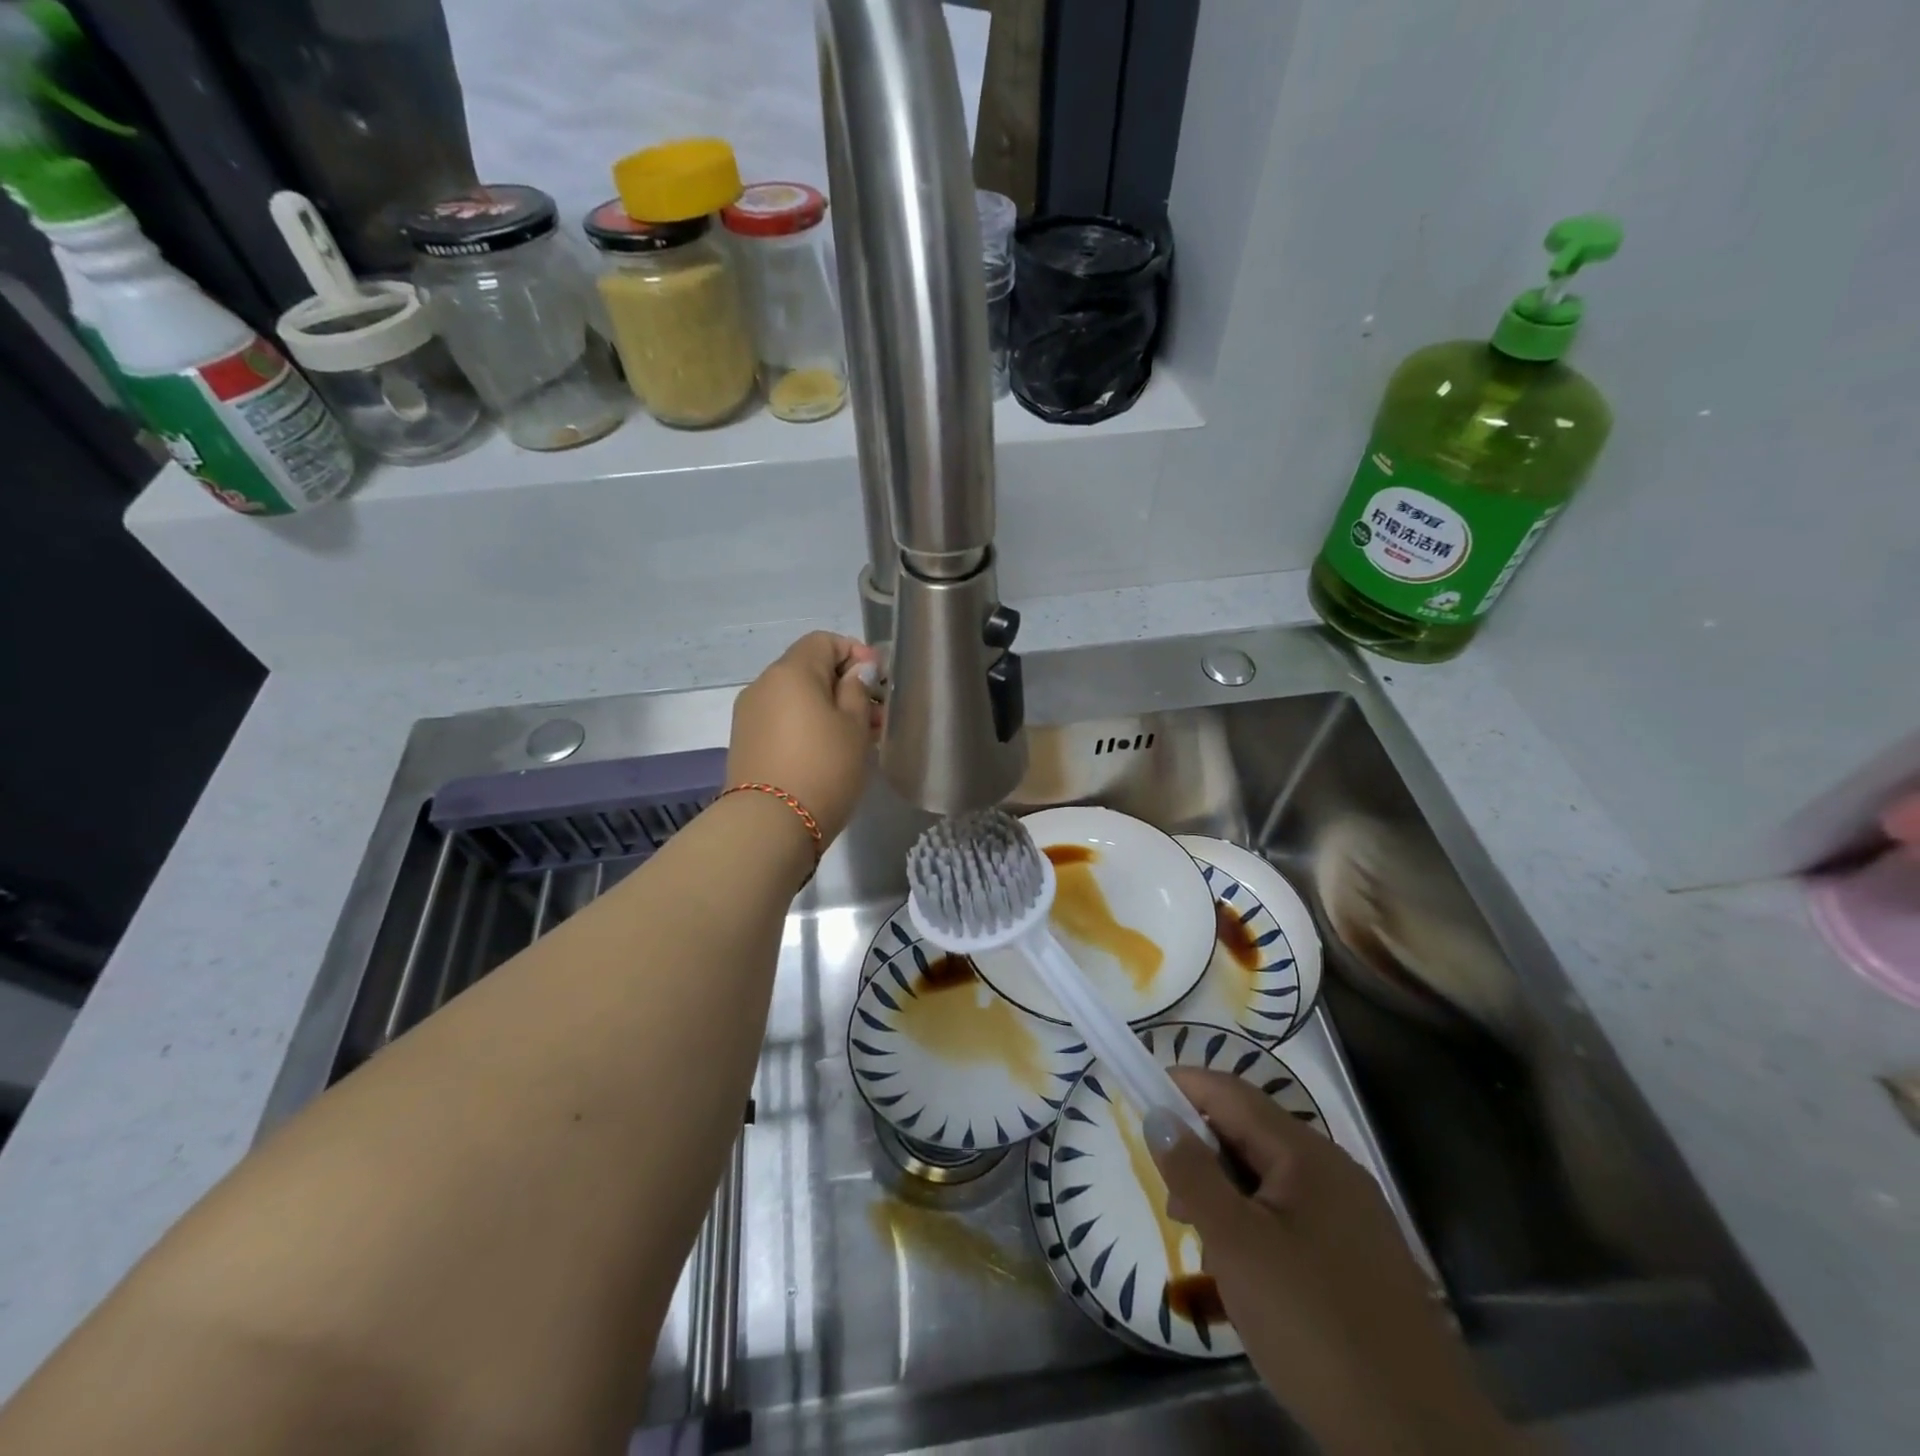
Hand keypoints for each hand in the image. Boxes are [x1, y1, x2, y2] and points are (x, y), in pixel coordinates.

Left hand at [726, 632, 878, 846]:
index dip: (855, 653)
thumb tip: (856, 670)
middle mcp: (764, 684)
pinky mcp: (746, 742)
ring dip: (827, 707)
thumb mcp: (854, 727)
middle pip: (809, 669)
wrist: (769, 825)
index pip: (824, 640)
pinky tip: (828, 751)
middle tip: (875, 716)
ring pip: (796, 697)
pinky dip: (807, 725)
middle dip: (844, 684)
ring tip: (857, 738)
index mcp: (791, 671)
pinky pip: (782, 720)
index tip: (879, 681)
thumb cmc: (823, 768)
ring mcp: (750, 714)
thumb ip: (858, 690)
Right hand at [1146, 1068, 1521, 1455]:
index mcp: (1307, 1154)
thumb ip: (1192, 1173)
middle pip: (1249, 1134)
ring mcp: (1353, 1217)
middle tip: (1172, 1202)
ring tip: (1203, 1247)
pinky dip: (1255, 1229)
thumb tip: (1159, 1114)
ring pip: (1268, 1181)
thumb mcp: (1236, 1245)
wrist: (1422, 1446)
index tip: (1137, 1097)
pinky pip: (1292, 1219)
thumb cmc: (1314, 1327)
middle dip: (1201, 1154)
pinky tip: (1243, 1279)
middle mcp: (1334, 1171)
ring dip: (1226, 1197)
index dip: (1182, 1086)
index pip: (1231, 1093)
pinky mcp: (1360, 1261)